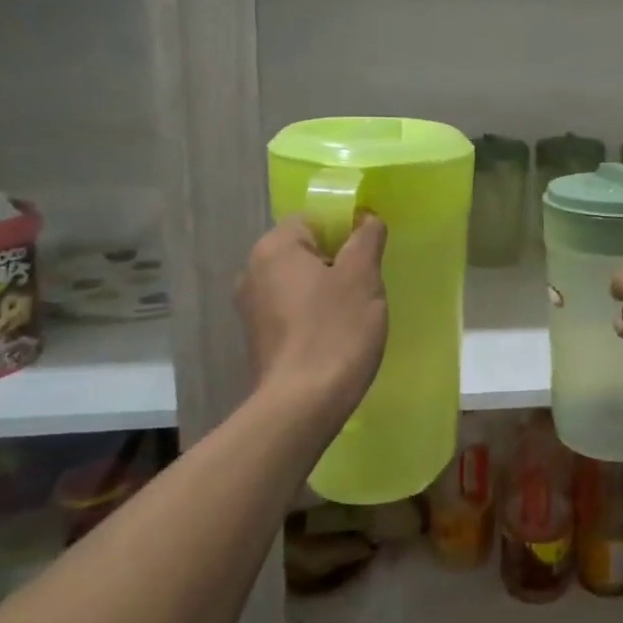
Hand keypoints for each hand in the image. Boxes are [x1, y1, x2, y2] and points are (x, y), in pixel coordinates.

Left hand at [237, 215, 388, 417]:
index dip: (347, 229)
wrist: (302, 404)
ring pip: (300, 282)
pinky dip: (314, 315)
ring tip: (354, 313)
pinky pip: (292, 311)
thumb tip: (366, 218)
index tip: (370, 254)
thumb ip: (366, 237)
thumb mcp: (362, 276)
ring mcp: (251, 308)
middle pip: (306, 250)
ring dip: (327, 290)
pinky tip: (335, 336)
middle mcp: (253, 271)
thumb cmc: (335, 330)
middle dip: (339, 262)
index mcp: (274, 248)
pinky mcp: (258, 338)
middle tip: (367, 285)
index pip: (314, 219)